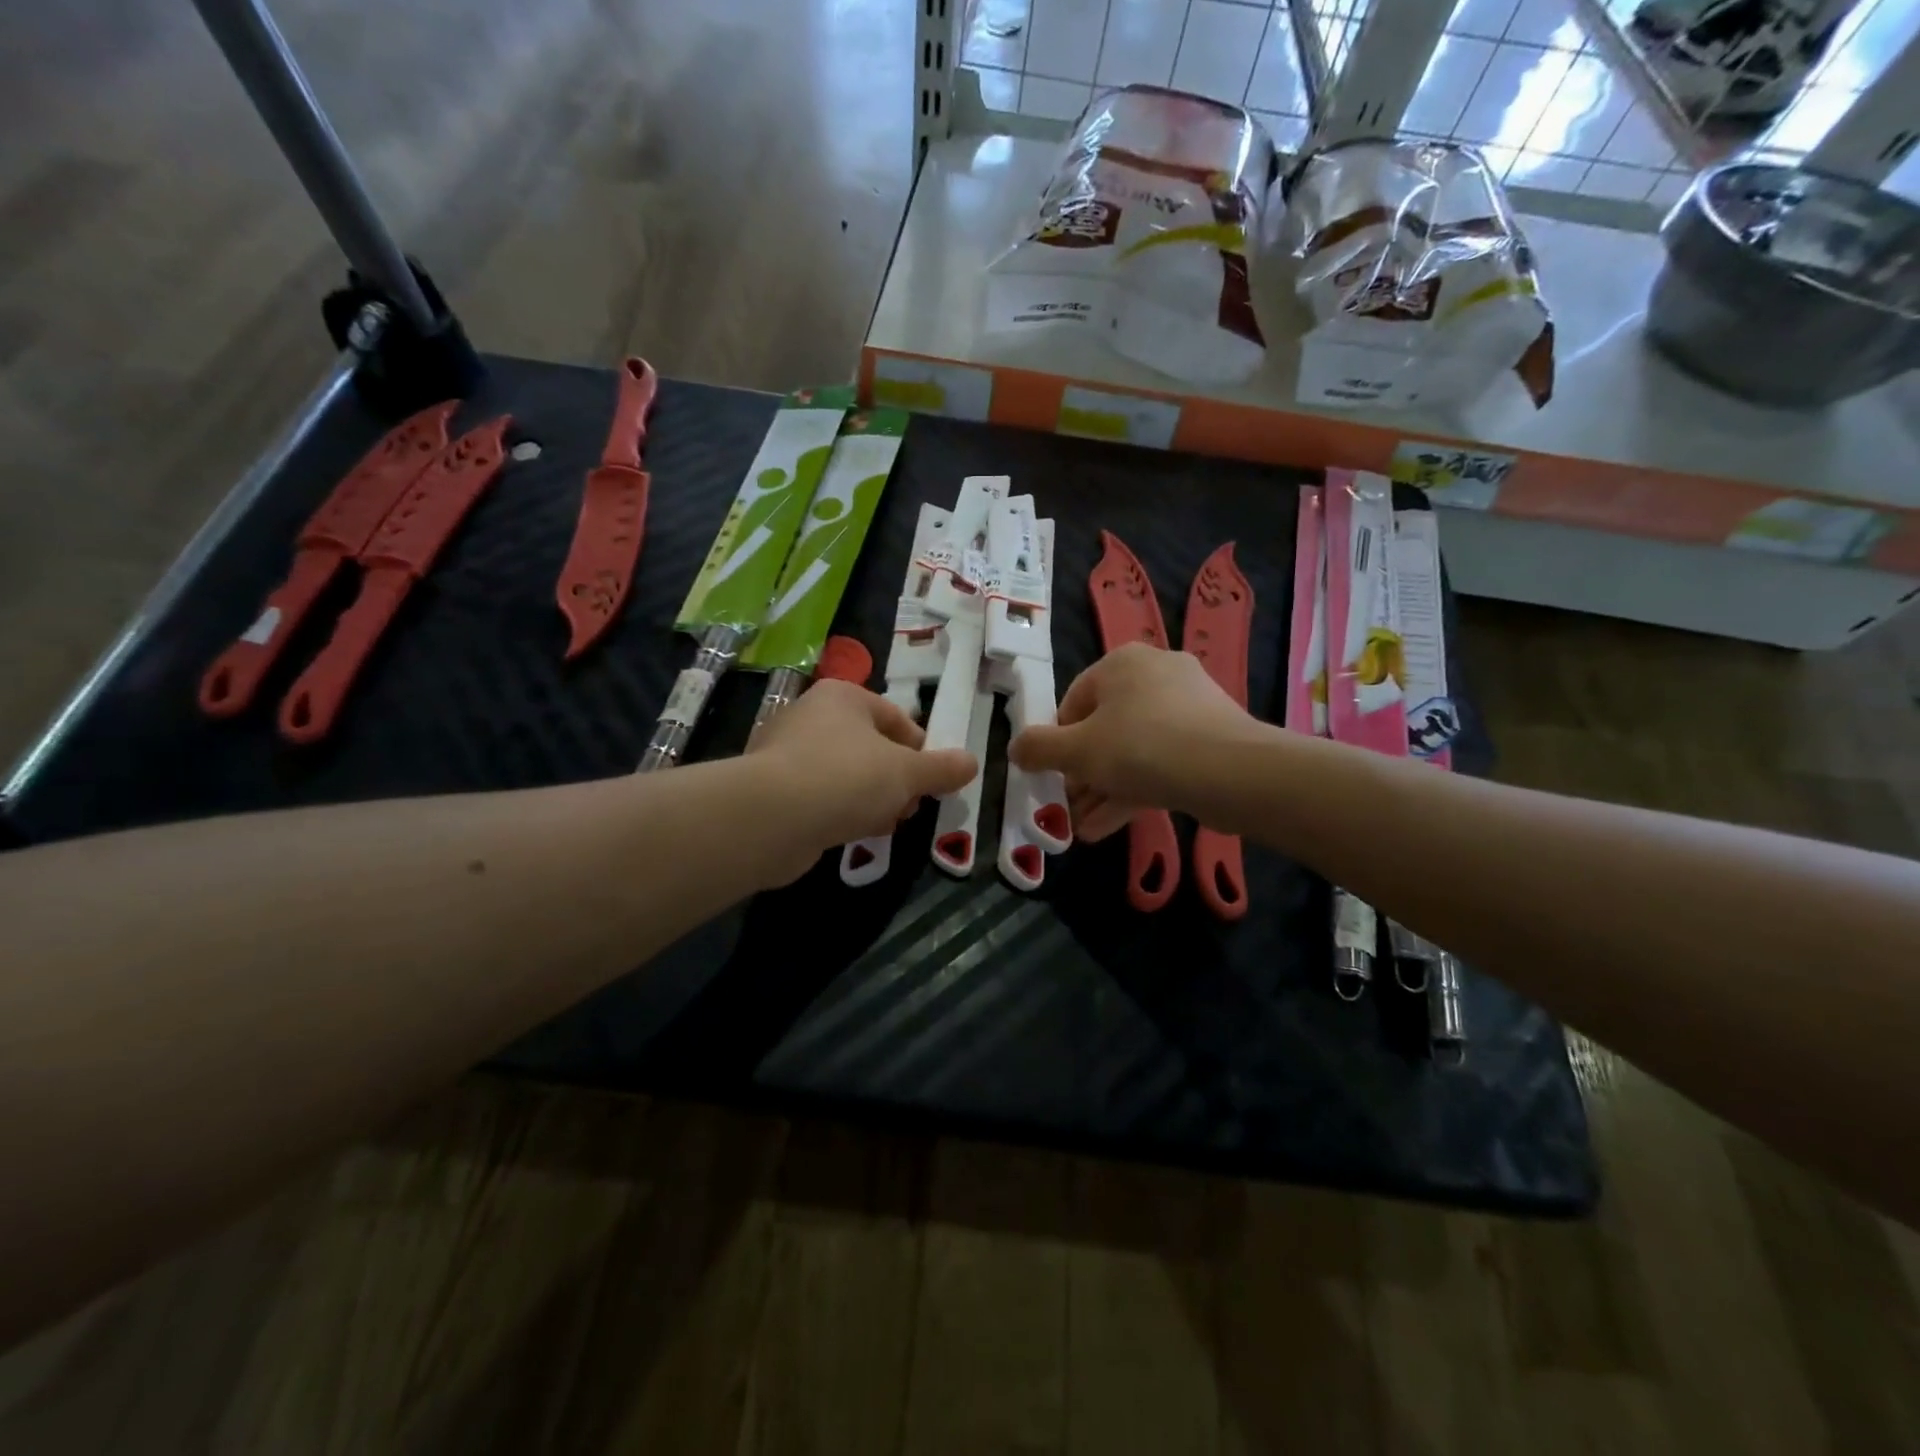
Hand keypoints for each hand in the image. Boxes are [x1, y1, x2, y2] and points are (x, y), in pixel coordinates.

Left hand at [747, 679, 976, 881]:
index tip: (933, 780)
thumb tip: (972, 763)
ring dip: (870, 797)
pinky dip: (839, 811)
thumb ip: (941, 769)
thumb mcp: (906, 773)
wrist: (771, 818)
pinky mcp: (772, 788)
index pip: (895, 717)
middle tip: (910, 806)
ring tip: (886, 823)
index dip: (920, 749)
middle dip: (896, 778)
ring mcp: (786, 752)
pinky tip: (852, 833)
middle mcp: (811, 715)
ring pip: (845, 773)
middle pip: (870, 746)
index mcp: (844, 697)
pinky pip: (819, 795)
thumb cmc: (846, 778)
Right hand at [1008, 643, 1257, 841]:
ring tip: (1083, 829)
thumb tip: (1015, 749)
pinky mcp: (1210, 736)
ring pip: (1133, 749)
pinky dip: (1135, 789)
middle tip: (1068, 807)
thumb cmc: (1140, 748)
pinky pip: (1161, 760)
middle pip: (1104, 727)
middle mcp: (1155, 673)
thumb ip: (1039, 749)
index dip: (1057, 743)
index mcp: (1121, 663)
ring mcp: (1188, 705)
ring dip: (1104, 789)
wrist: (1231, 771)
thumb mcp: (1077, 751)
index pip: (1074, 701)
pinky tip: (1109, 827)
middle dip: (1082, 774)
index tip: (1053, 777)